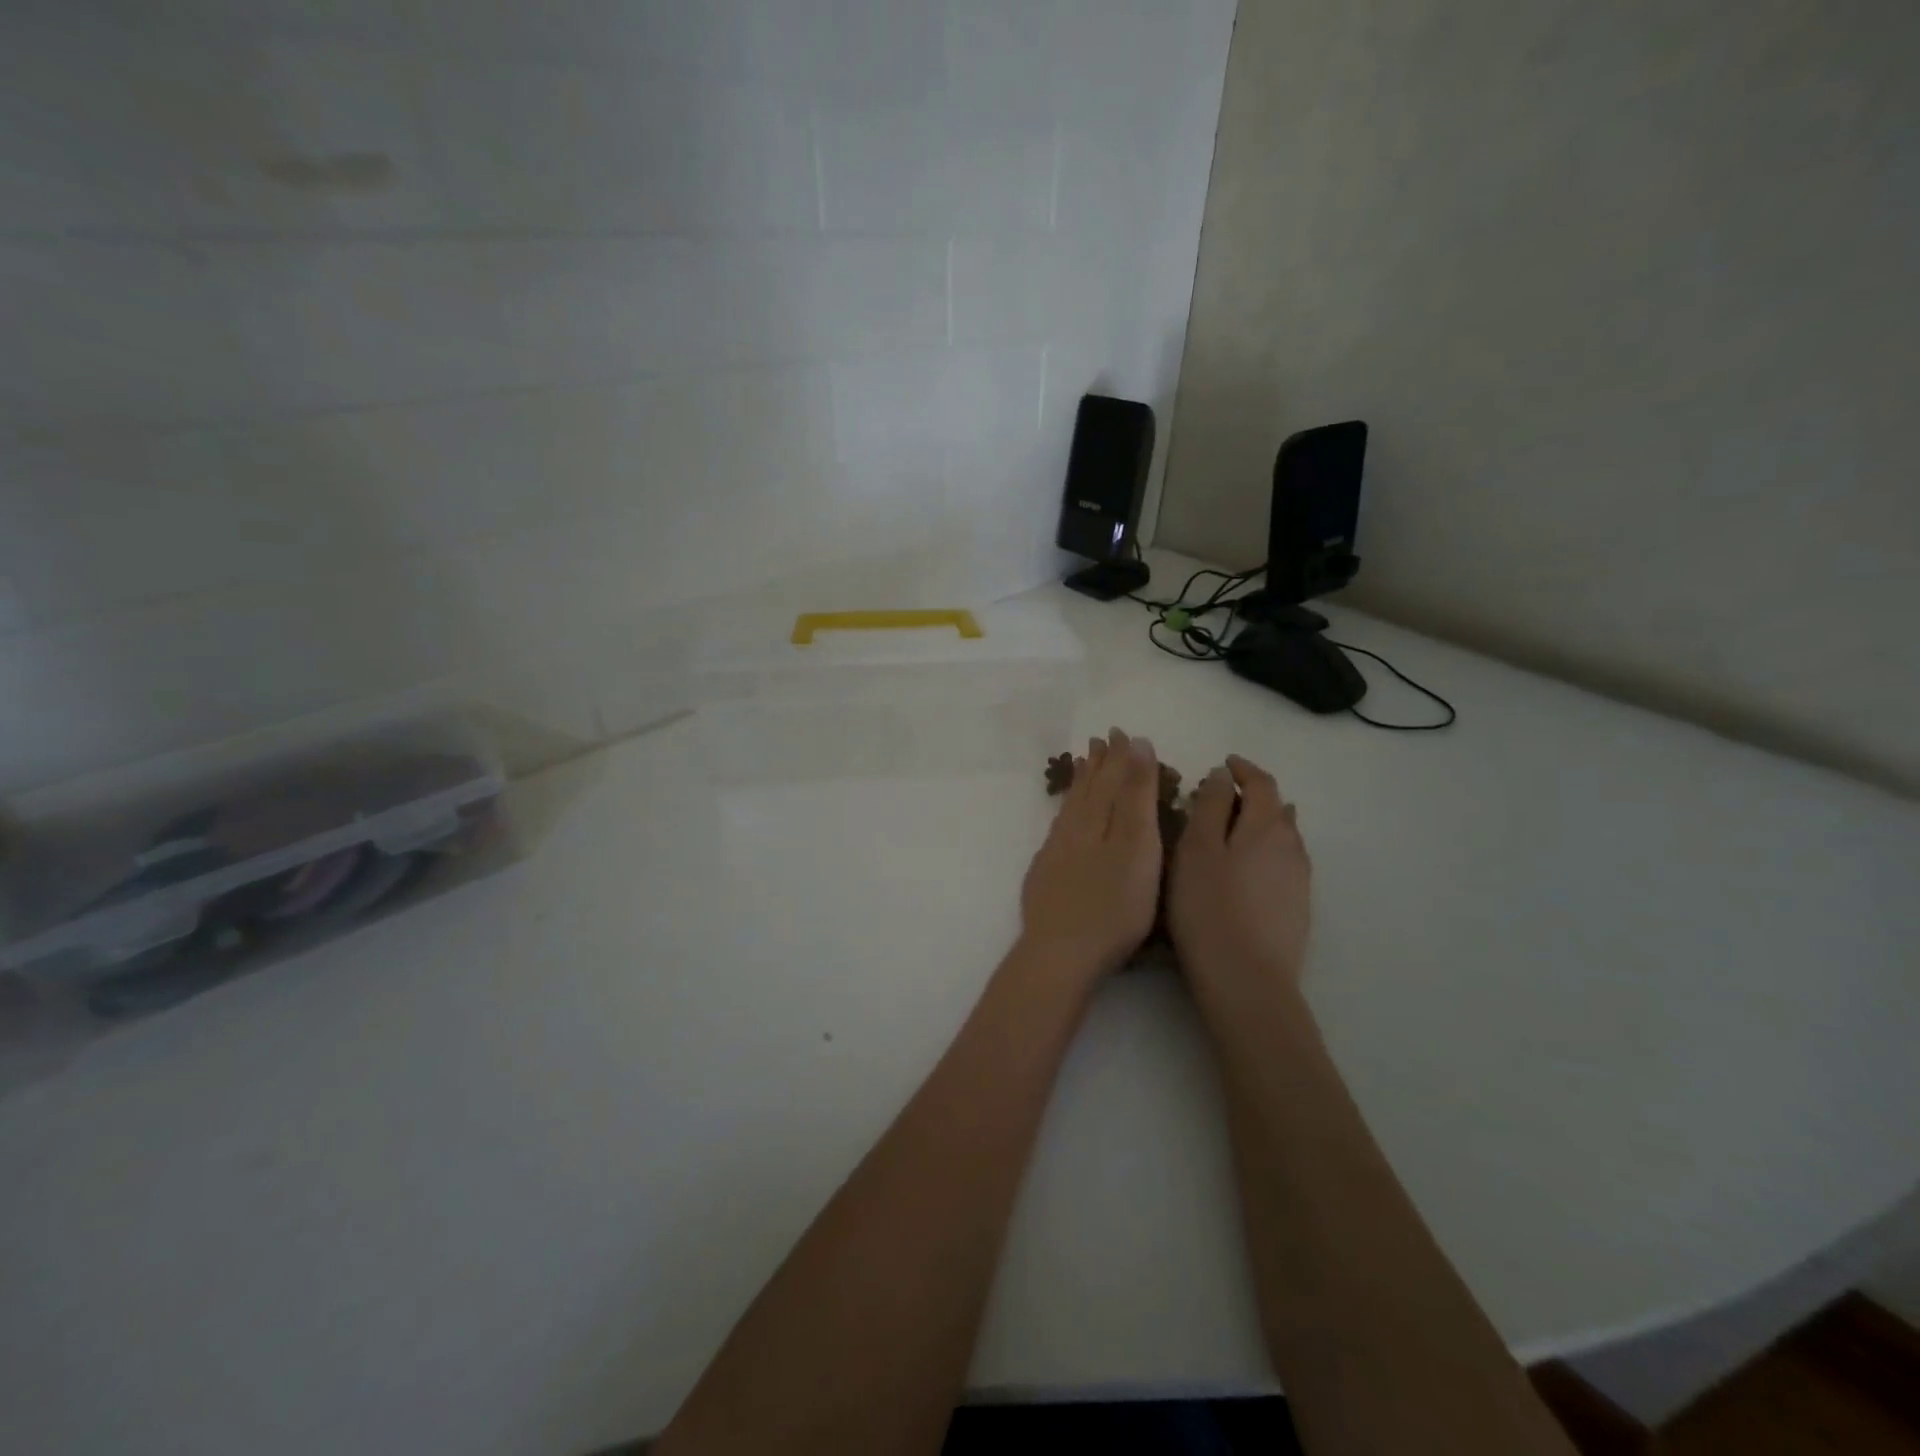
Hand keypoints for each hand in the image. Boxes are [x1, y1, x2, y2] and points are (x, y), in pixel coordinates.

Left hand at [1019, 728, 1163, 988]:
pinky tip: (1066, 819)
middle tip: (1100, 741)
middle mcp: (1073, 829)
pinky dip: (1066, 814)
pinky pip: (1058, 829)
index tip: (1121, 733)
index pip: (1111, 778)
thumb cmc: (1112, 905)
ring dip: (1080, 784)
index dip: (1119, 757)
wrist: (1060, 952)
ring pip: (1070, 808)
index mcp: (1098, 819)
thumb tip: (1136, 746)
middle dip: (1097, 765)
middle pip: (1087, 789)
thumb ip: (1136, 796)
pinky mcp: (1046, 876)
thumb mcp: (1136, 846)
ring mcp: (1055, 853)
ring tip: (1083, 766)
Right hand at [1168, 755, 1311, 1006]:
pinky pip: (1283, 862)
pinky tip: (1246, 868)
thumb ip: (1210, 806)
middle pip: (1276, 808)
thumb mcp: (1196, 849)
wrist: (1247, 980)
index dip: (1243, 769)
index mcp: (1265, 826)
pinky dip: (1265, 850)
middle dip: (1250, 795)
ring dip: (1259, 823)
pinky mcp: (1297, 907)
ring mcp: (1298, 879)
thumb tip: (1222, 776)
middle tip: (1217, 798)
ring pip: (1283, 836)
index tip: (1223, 764)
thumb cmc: (1209, 908)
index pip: (1261, 783)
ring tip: (1231, 830)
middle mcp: (1290, 846)